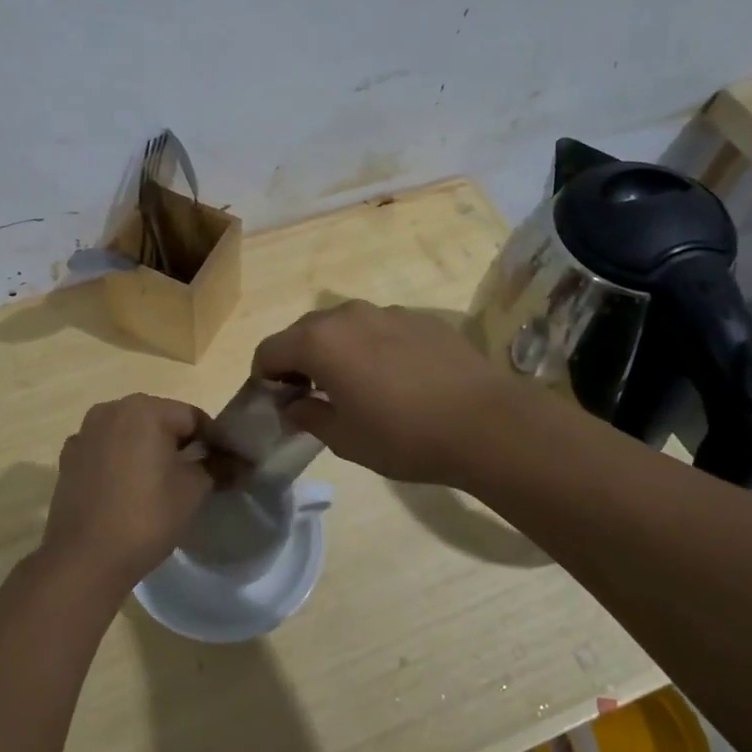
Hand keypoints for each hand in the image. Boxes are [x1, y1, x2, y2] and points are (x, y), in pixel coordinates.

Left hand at [39, 395, 213, 595]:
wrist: (84, 559)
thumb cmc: (146, 516)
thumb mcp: (193, 489)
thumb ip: (217, 466)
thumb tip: (240, 462)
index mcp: (144, 409)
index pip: (193, 417)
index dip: (215, 441)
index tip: (228, 466)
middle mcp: (110, 410)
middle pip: (159, 421)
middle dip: (180, 444)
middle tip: (199, 476)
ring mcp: (84, 434)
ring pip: (130, 436)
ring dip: (149, 452)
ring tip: (162, 486)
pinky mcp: (68, 459)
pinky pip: (107, 452)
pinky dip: (122, 463)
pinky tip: (129, 492)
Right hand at [253, 300, 514, 484]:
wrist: (487, 424)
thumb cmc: (403, 436)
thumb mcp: (344, 439)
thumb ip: (308, 416)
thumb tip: (293, 405)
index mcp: (319, 341)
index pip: (268, 350)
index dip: (264, 377)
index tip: (278, 402)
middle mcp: (348, 315)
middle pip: (304, 331)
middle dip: (298, 360)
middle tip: (312, 395)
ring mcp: (388, 312)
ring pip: (344, 326)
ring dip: (337, 350)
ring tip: (357, 386)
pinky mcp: (422, 318)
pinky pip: (381, 328)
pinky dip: (372, 347)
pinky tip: (397, 379)